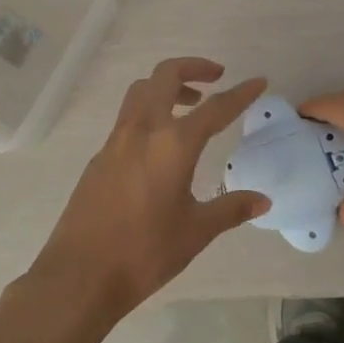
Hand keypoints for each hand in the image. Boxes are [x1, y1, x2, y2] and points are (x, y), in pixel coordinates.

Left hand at [27, 59, 269, 325]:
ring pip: (141, 91)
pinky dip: (148, 112)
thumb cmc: (145, 252)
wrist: (80, 274)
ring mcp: (116, 140)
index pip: (215, 108)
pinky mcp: (99, 156)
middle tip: (216, 77)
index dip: (240, 94)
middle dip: (193, 67)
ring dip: (166, 86)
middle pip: (165, 76)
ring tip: (189, 104)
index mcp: (173, 144)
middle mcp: (142, 130)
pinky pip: (127, 117)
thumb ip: (230, 209)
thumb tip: (263, 201)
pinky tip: (160, 145)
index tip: (258, 81)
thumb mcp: (196, 231)